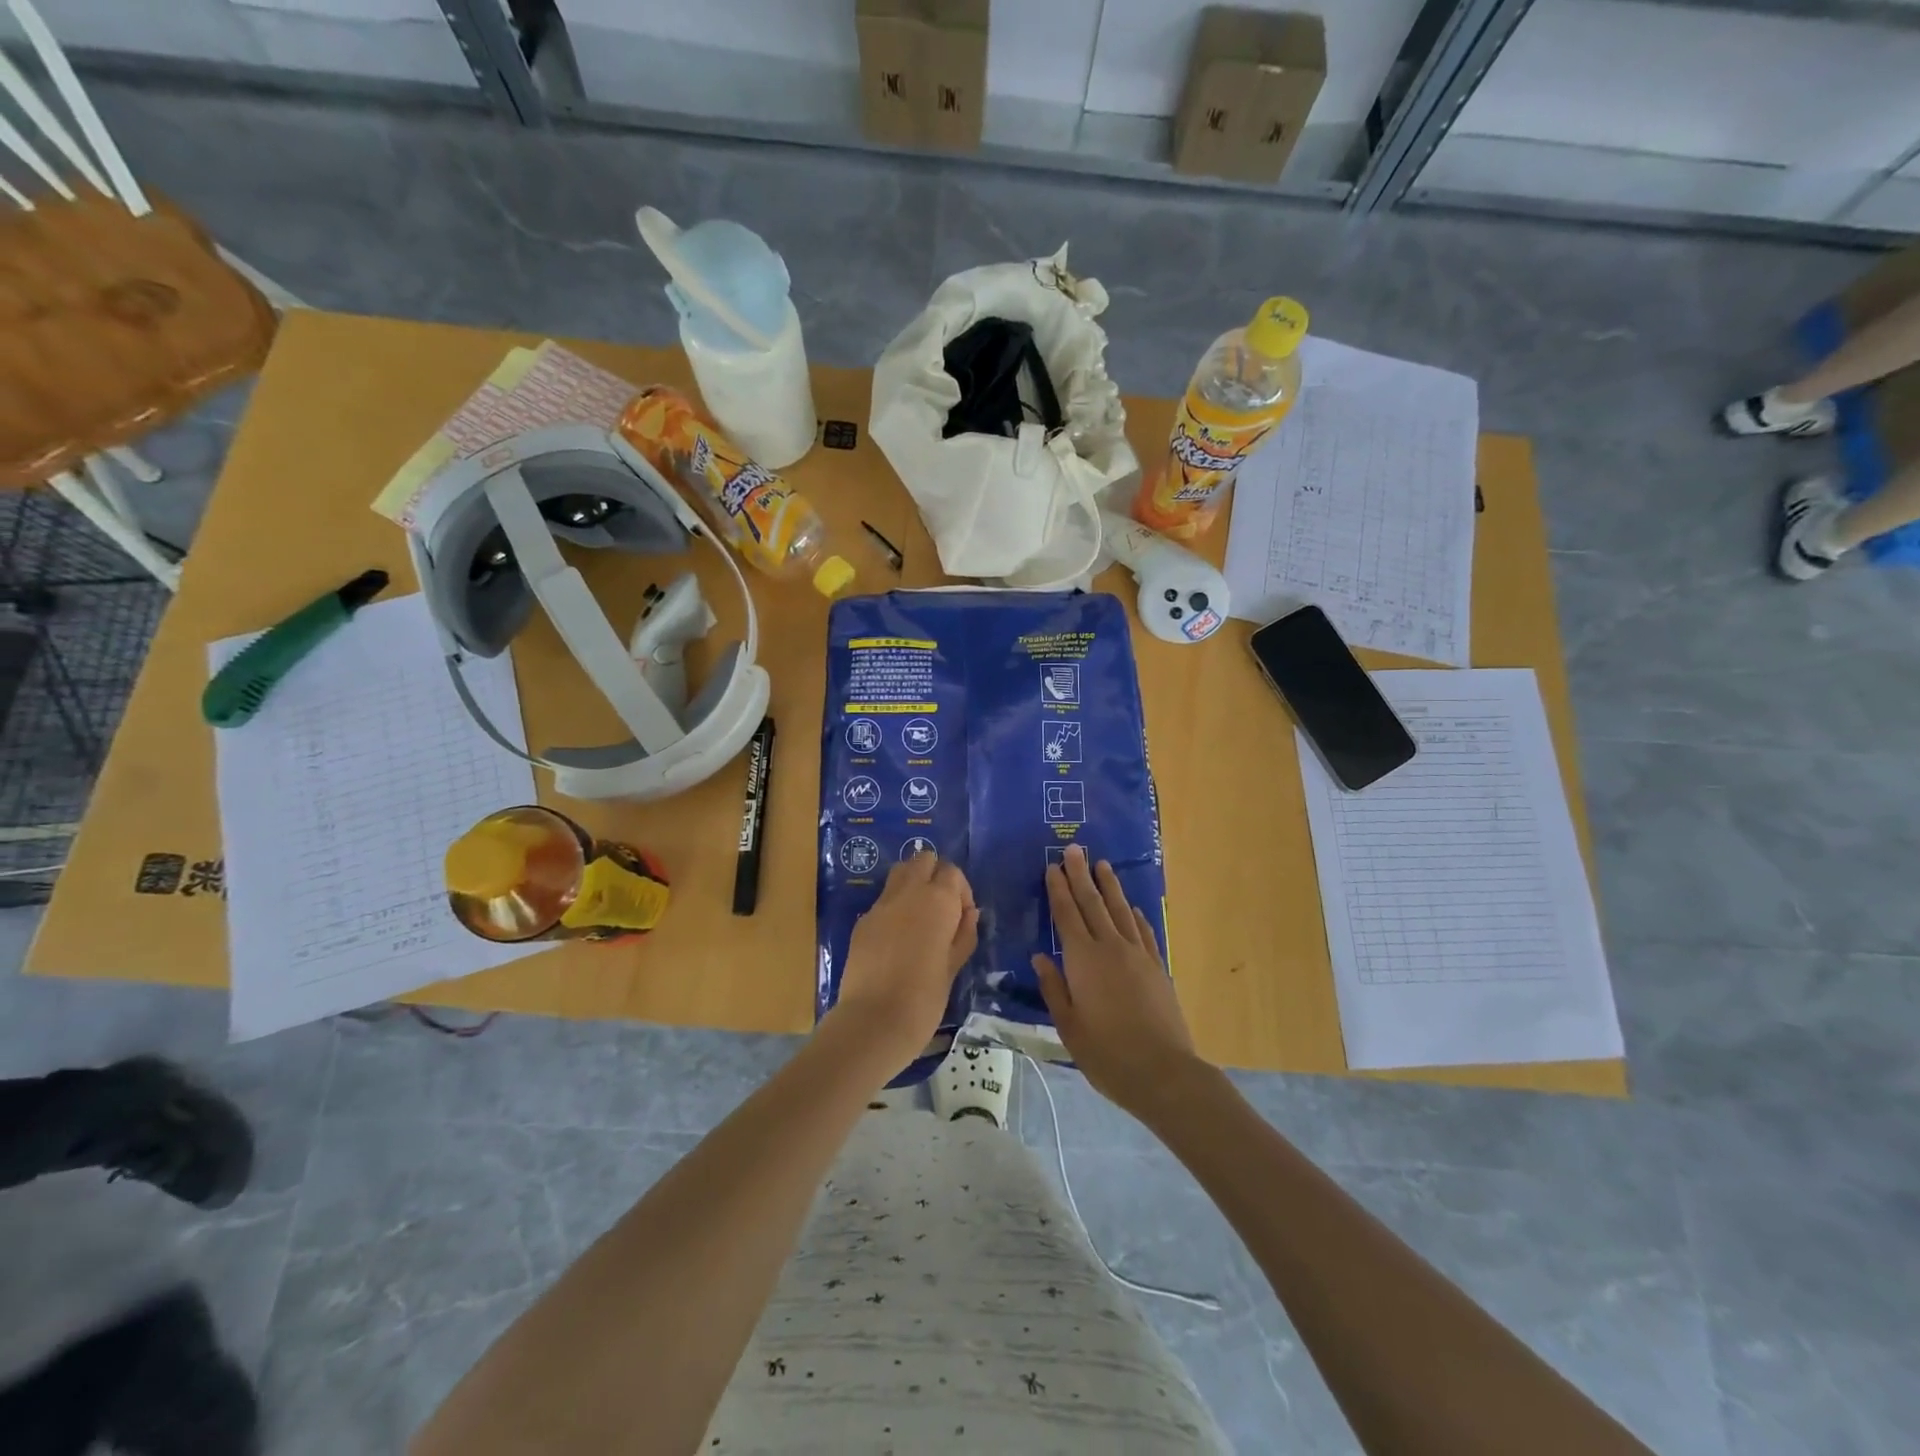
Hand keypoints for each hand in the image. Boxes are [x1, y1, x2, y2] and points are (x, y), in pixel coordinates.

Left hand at [831, 853, 978, 1066]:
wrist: (874, 1021)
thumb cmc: (925, 998)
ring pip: (900, 873)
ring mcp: (881, 904)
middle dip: (935, 875)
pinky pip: (883, 900)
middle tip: (940, 909)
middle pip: (923, 860)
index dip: (960, 891)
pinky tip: (897, 939)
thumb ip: (964, 934)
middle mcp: (908, 892)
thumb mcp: (954, 966)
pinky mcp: (862, 921)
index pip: (952, 871)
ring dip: (912, 884)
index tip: (962, 918)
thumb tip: (970, 912)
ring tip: (919, 917)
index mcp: (937, 900)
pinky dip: (894, 907)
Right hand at [1033, 846, 1208, 1120]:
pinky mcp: (1158, 967)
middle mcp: (1110, 948)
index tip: (1051, 866)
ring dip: (1109, 886)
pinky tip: (1131, 906)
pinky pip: (1144, 931)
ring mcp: (1138, 955)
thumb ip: (1054, 988)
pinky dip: (1135, 915)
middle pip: (1093, 903)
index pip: (1066, 915)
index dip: (1058, 889)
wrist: (1163, 1072)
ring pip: (1120, 910)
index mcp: (1083, 960)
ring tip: (1101, 865)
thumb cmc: (1107, 1054)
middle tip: (1074, 849)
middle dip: (1081, 875)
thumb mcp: (1069, 1027)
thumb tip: (1040, 957)